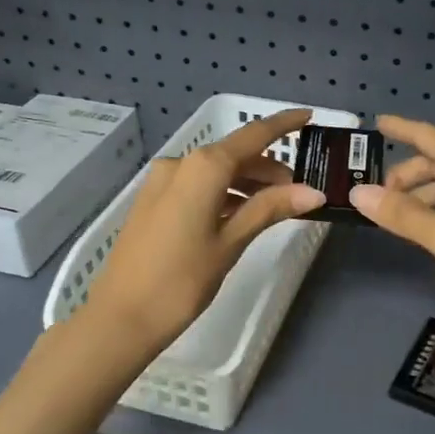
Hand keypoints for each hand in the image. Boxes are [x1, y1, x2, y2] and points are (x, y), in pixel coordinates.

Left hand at [81, 108, 324, 357]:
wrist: (121, 316)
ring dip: (246, 183)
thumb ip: (270, 209)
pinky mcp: (153, 201)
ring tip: (275, 207)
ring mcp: (161, 182)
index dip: (283, 124)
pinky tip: (240, 215)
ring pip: (215, 172)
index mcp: (203, 167)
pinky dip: (223, 194)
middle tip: (299, 191)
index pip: (253, 136)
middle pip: (234, 154)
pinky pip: (197, 186)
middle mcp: (180, 164)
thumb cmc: (182, 280)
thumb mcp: (231, 243)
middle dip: (268, 167)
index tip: (309, 116)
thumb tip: (313, 191)